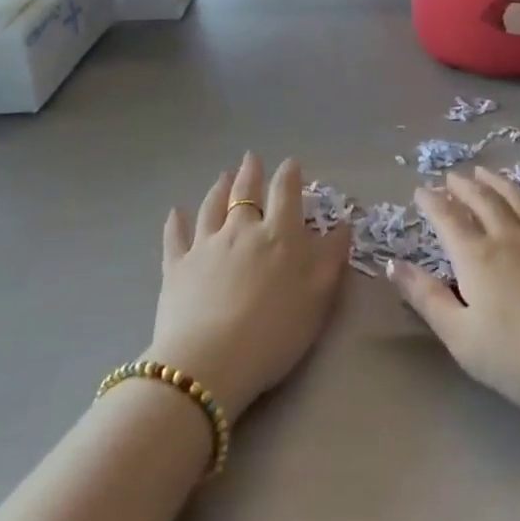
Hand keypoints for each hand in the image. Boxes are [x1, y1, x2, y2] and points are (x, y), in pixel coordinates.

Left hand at [146, 153, 350, 419]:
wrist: (209, 362)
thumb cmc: (274, 331)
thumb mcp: (318, 296)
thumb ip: (331, 257)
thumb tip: (343, 224)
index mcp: (279, 234)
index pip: (286, 192)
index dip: (289, 174)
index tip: (290, 163)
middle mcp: (241, 230)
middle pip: (245, 193)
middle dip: (251, 173)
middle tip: (251, 158)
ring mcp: (205, 246)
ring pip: (211, 207)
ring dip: (218, 188)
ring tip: (222, 175)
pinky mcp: (176, 267)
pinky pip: (176, 237)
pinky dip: (176, 222)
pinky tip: (176, 212)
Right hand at [389, 167, 519, 421]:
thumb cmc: (519, 356)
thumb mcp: (461, 337)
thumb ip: (427, 299)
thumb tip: (394, 264)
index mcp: (476, 257)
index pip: (448, 219)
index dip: (432, 203)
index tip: (420, 191)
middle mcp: (508, 236)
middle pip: (482, 200)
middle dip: (463, 186)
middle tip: (451, 176)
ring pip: (516, 197)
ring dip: (497, 182)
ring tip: (485, 172)